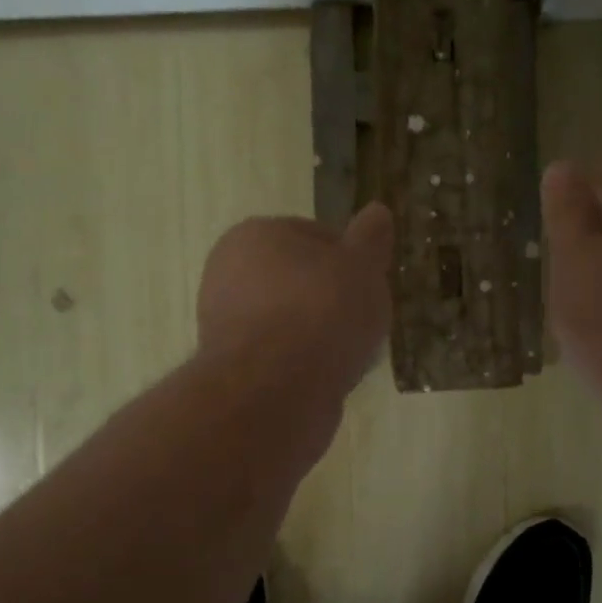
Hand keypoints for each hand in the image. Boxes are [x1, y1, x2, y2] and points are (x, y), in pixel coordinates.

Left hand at [197, 203, 393, 399]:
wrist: (276, 389)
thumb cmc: (322, 311)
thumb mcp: (361, 265)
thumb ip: (370, 238)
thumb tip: (377, 212)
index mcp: (254, 235)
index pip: (314, 235)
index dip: (350, 258)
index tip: (371, 283)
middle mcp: (227, 273)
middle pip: (300, 281)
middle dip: (333, 299)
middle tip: (365, 320)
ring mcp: (224, 323)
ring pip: (291, 321)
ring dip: (320, 334)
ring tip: (351, 354)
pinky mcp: (232, 367)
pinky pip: (281, 357)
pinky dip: (304, 364)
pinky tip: (328, 378)